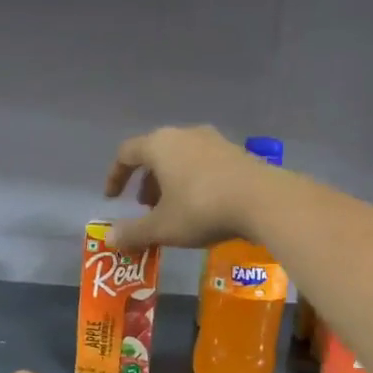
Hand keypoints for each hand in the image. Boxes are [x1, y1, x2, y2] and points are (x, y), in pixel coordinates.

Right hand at [104, 125, 274, 251]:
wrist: (263, 201)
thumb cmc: (202, 209)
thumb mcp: (162, 227)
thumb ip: (133, 232)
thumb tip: (109, 237)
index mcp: (160, 145)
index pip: (126, 153)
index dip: (115, 176)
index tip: (112, 198)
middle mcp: (185, 135)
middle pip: (156, 154)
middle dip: (146, 181)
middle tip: (145, 207)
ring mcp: (214, 141)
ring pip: (181, 159)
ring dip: (170, 182)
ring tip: (173, 210)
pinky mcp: (237, 153)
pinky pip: (204, 165)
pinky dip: (193, 182)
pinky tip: (202, 207)